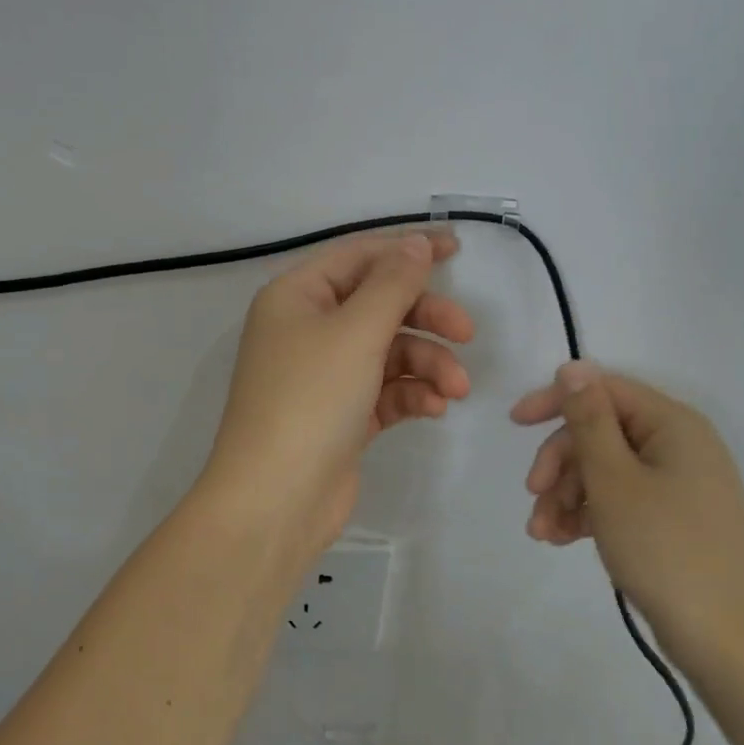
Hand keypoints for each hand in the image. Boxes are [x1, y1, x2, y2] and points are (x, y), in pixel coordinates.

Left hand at [205, 233, 473, 557]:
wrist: (276, 501)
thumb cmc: (310, 400)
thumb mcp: (355, 332)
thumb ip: (393, 283)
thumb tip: (417, 243)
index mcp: (297, 296)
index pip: (359, 256)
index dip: (408, 248)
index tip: (458, 248)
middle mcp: (308, 329)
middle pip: (379, 304)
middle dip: (426, 317)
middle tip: (467, 333)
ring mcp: (325, 375)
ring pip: (389, 350)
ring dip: (427, 364)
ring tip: (455, 390)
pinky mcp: (343, 415)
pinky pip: (386, 389)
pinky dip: (412, 394)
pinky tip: (434, 409)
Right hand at [511, 362, 743, 668]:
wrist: (728, 641)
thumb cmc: (665, 548)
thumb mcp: (613, 479)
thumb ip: (588, 419)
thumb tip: (573, 366)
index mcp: (672, 424)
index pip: (604, 390)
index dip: (556, 400)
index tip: (515, 424)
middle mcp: (679, 445)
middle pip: (601, 432)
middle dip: (560, 462)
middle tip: (533, 494)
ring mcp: (679, 484)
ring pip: (606, 469)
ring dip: (567, 494)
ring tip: (543, 533)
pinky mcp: (674, 518)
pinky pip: (621, 499)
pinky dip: (589, 514)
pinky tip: (562, 539)